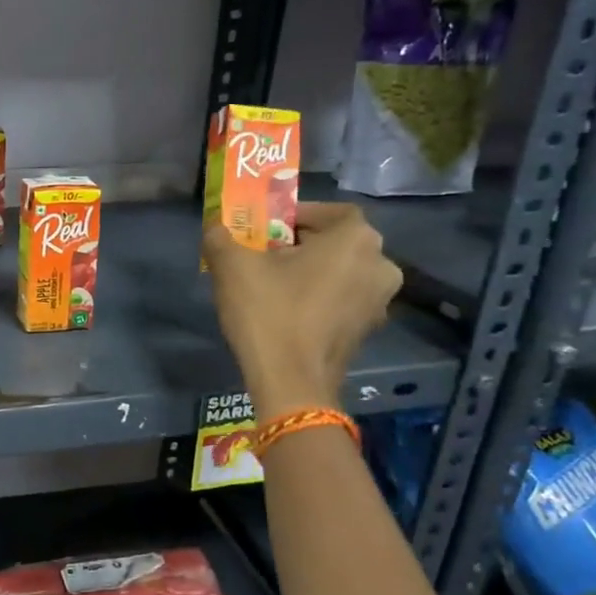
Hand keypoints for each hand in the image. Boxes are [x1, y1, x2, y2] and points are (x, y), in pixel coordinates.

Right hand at [202, 203, 401, 418]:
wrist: (291, 383)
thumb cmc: (269, 313)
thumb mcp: (232, 266)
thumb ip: (221, 236)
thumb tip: (215, 226)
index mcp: (355, 239)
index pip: (330, 211)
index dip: (297, 214)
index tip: (266, 227)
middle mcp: (380, 264)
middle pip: (337, 242)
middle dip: (302, 243)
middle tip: (265, 253)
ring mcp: (379, 301)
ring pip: (341, 271)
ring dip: (311, 271)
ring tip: (273, 282)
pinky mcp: (368, 329)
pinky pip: (343, 298)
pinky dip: (319, 297)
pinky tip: (287, 309)